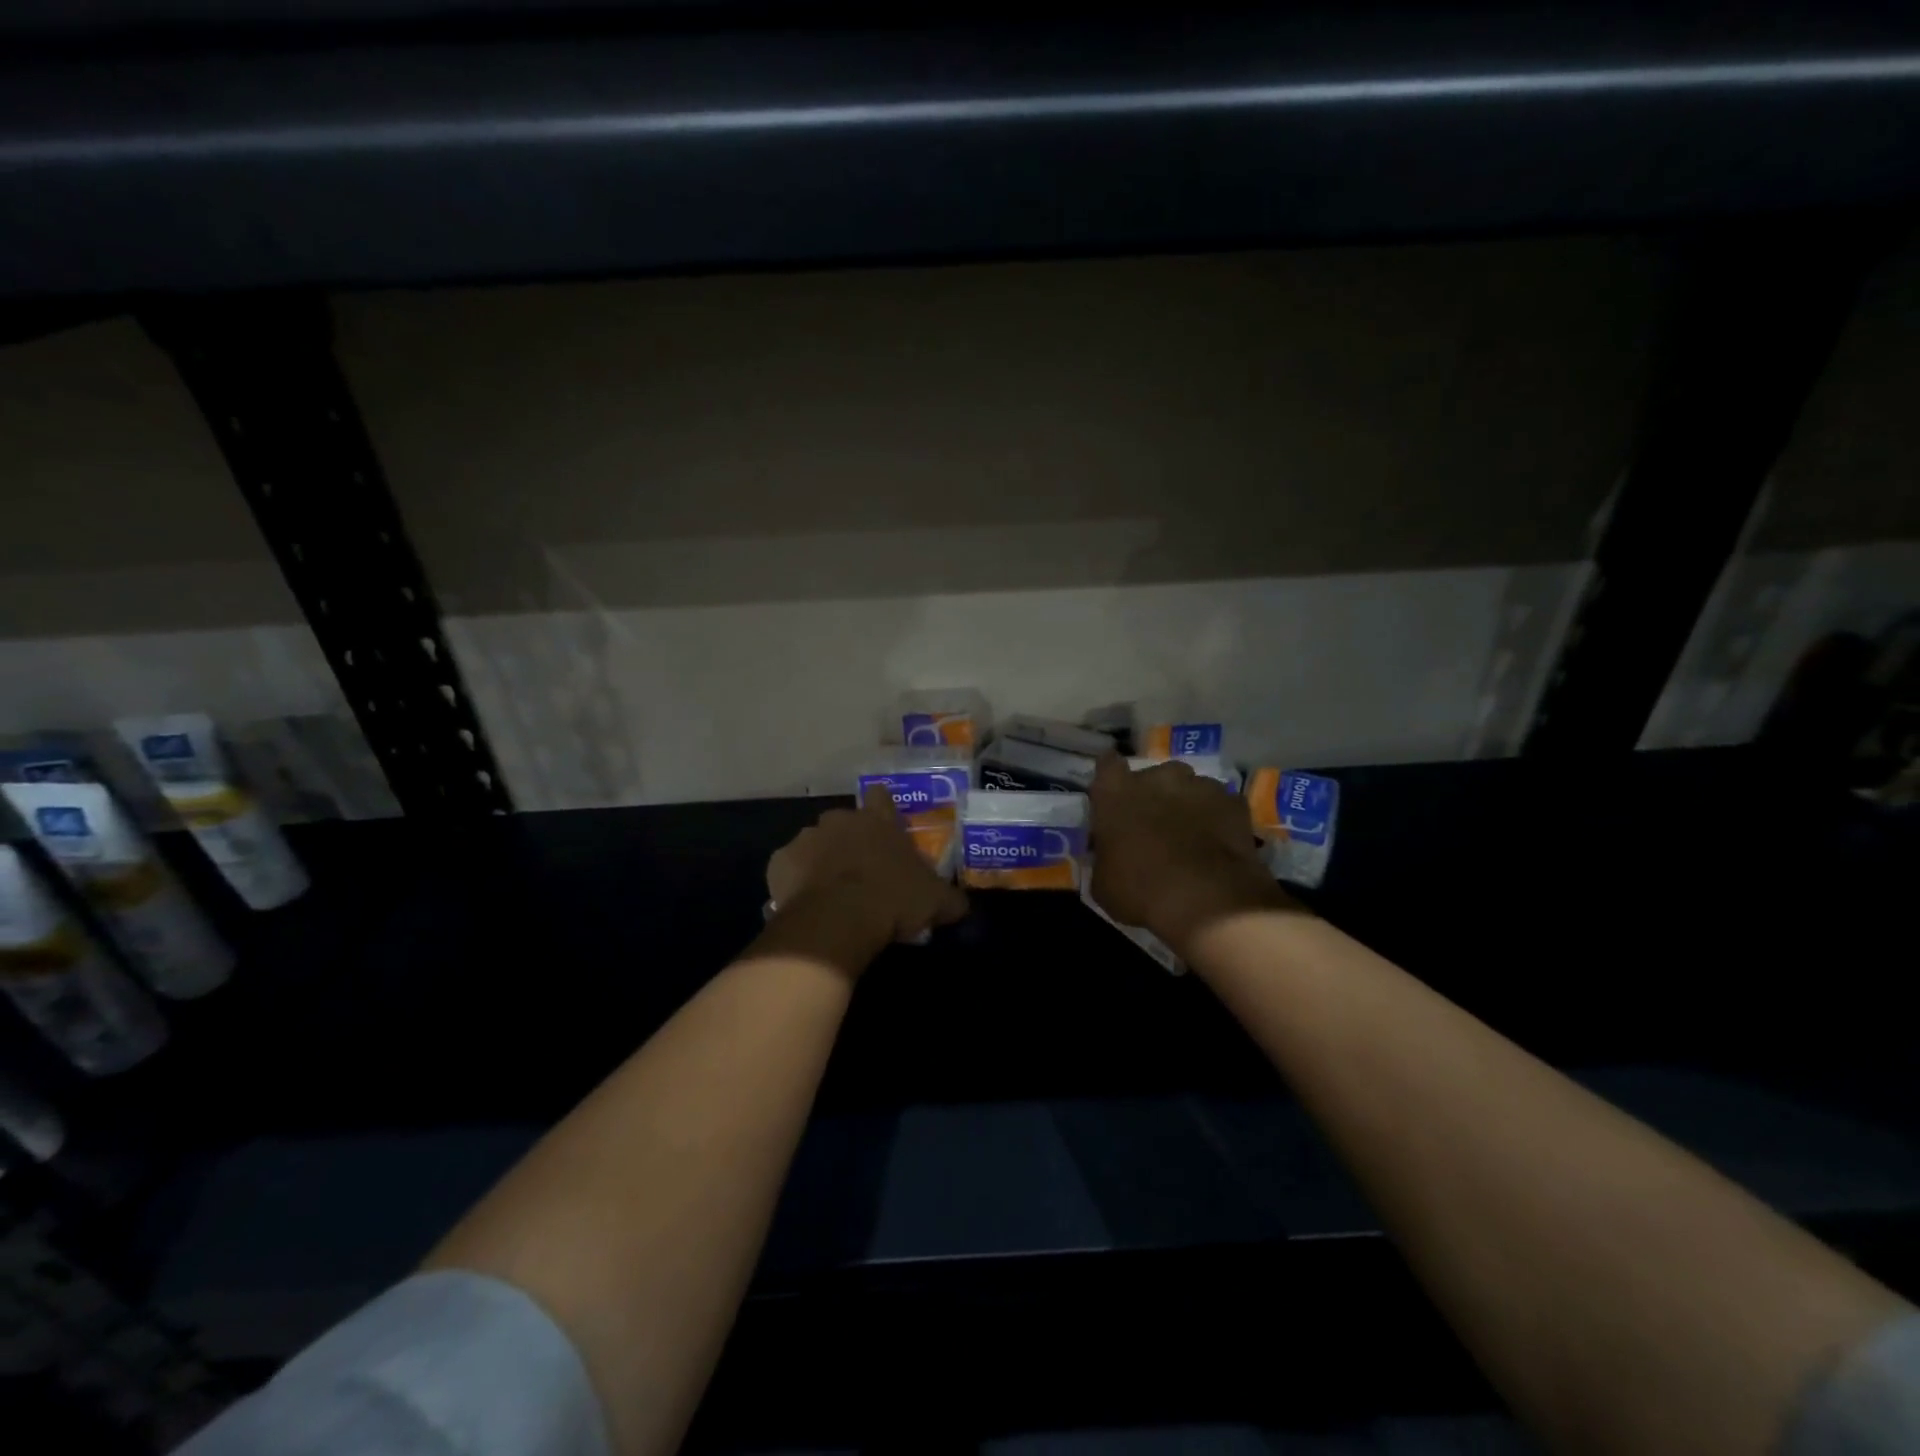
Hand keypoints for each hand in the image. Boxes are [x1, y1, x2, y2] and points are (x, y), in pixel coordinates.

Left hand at [758, 788, 968, 975]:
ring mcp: (807, 837)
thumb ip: (950, 898)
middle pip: (846, 822)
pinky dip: (796, 880)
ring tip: (832, 891)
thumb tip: (961, 905)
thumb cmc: (893, 900)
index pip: (882, 797)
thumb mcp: (936, 902)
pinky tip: (805, 902)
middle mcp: (841, 820)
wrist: (837, 920)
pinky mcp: (780, 861)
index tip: (885, 826)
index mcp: (879, 821)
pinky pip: (790, 867)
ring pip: (815, 843)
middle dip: (851, 840)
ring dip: (822, 860)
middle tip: (862, 870)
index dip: (883, 808)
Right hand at [1088, 754, 1296, 955]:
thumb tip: (1110, 854)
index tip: (1114, 794)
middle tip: (1155, 824)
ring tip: (1191, 835)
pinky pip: (1222, 805)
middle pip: (1154, 775)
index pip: (1107, 764)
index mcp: (1115, 792)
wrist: (1207, 902)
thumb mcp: (1102, 883)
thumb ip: (1105, 856)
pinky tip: (1219, 843)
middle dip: (1154, 794)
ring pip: (1191, 787)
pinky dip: (1219, 818)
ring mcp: (1200, 785)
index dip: (1111, 777)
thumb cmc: (1140, 891)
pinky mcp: (1234, 802)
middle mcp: (1157, 777)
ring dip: (1187, 804)